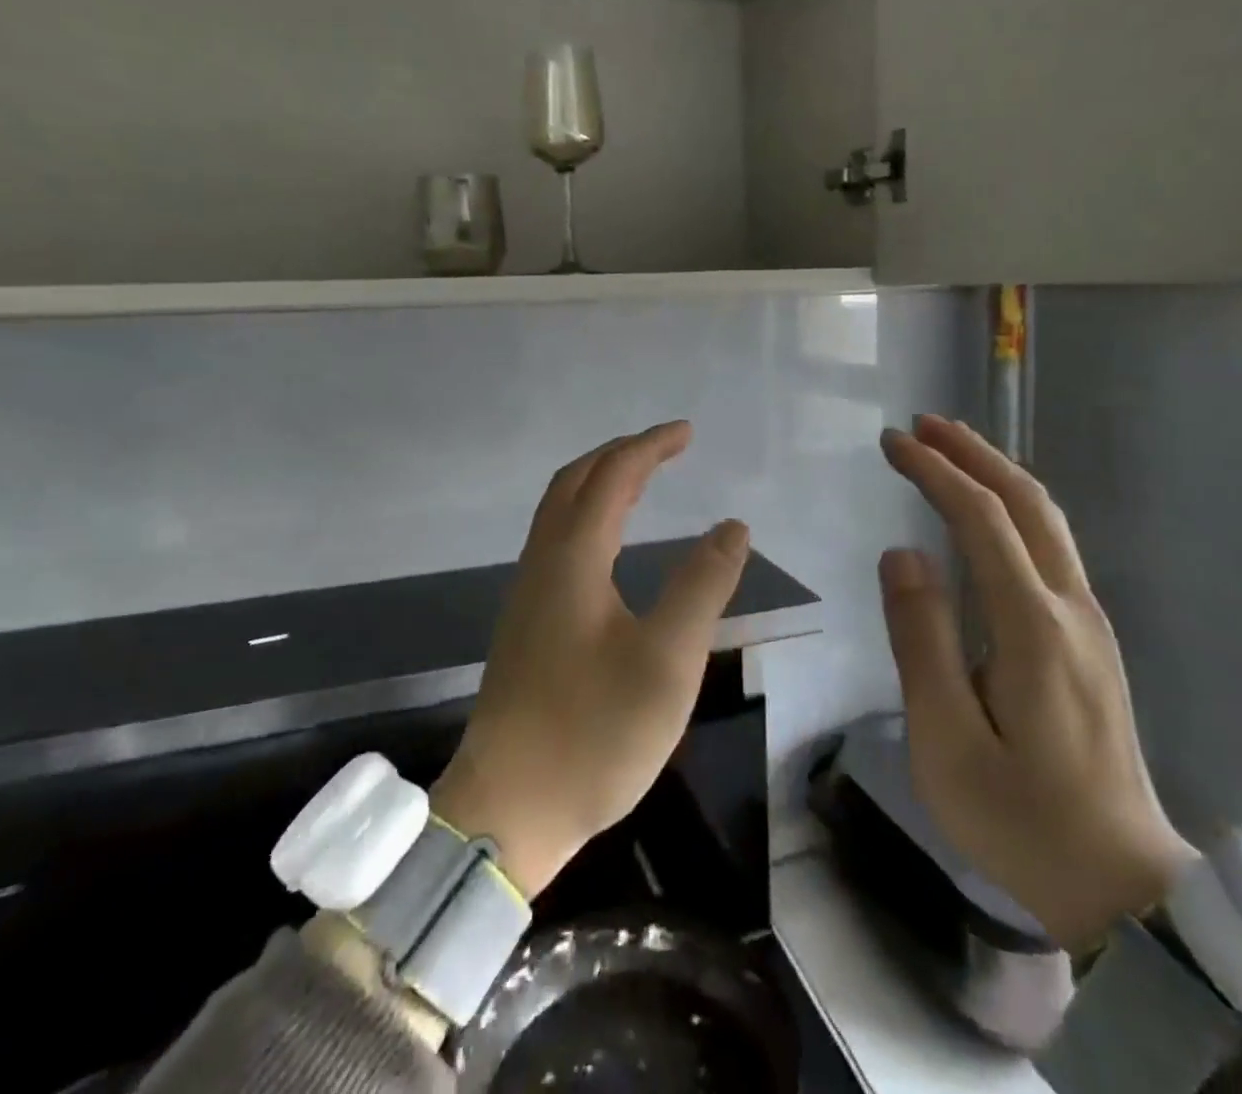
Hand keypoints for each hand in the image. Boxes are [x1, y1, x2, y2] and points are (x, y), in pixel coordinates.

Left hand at [431, 422, 749, 898]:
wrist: (509, 808)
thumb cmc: (594, 732)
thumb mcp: (668, 660)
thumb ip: (702, 586)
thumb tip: (732, 526)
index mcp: (573, 559)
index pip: (612, 476)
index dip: (650, 447)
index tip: (687, 432)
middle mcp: (543, 563)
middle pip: (574, 482)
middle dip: (620, 454)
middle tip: (666, 447)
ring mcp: (527, 594)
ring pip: (559, 511)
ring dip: (599, 482)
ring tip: (642, 481)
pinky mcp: (526, 623)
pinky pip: (556, 540)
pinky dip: (587, 515)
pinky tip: (608, 543)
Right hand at [878, 415, 1195, 952]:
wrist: (1122, 886)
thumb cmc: (1019, 817)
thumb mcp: (945, 738)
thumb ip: (922, 638)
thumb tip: (904, 553)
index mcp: (1033, 627)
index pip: (982, 519)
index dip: (935, 472)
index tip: (892, 443)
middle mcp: (1071, 609)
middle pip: (1027, 503)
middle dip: (974, 453)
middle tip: (923, 425)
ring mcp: (1089, 624)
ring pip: (1047, 522)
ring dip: (998, 474)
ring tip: (950, 450)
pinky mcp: (1090, 642)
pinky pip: (1052, 549)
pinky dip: (1014, 509)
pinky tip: (989, 514)